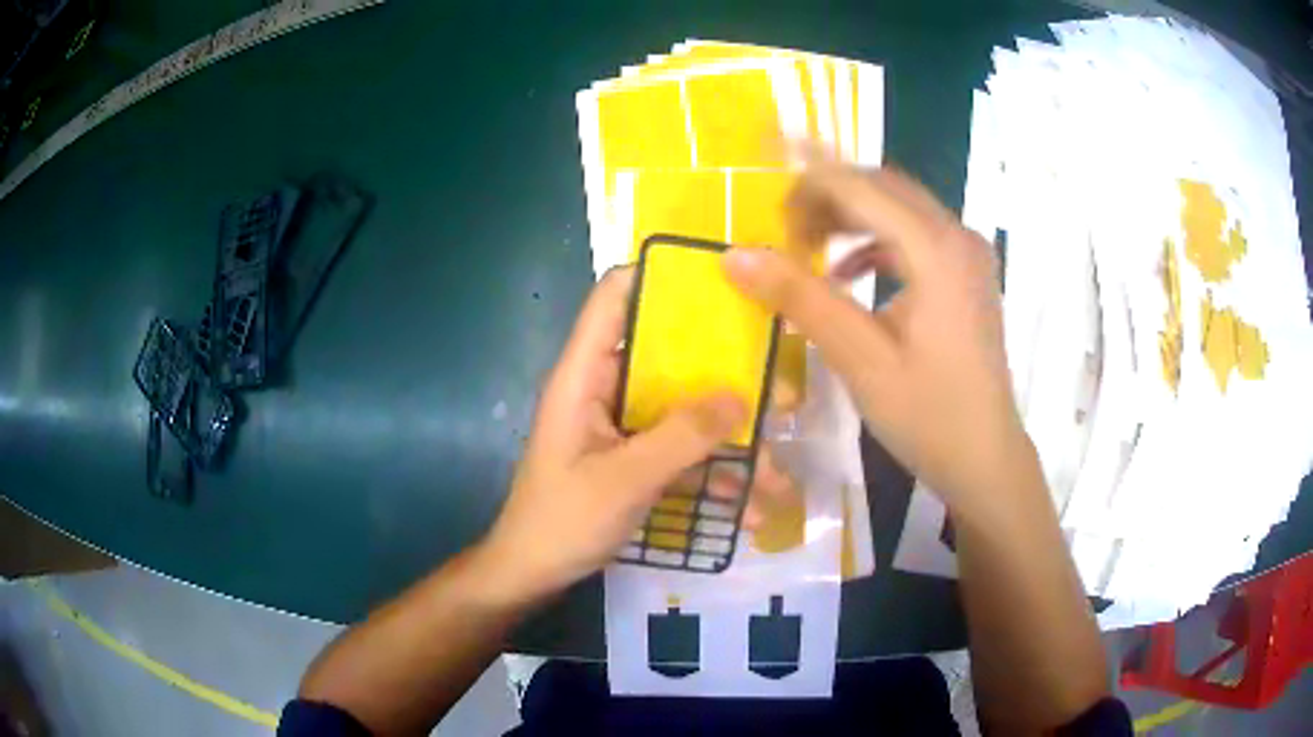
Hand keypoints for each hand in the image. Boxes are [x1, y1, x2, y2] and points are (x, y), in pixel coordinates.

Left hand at [477, 268, 794, 604]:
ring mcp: (622, 427)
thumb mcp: (624, 480)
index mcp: (585, 375)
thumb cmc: (562, 522)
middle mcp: (605, 389)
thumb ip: (682, 436)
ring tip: (777, 480)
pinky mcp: (634, 460)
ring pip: (685, 413)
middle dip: (726, 377)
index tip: (722, 281)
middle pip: (669, 358)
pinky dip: (714, 475)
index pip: (615, 297)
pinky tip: (750, 509)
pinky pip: (682, 452)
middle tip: (780, 394)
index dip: (660, 277)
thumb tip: (741, 394)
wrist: (532, 575)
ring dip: (730, 444)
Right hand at [724, 150, 1033, 518]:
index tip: (759, 158)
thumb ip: (800, 298)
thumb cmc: (929, 416)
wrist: (986, 459)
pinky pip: (912, 236)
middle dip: (825, 192)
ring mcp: (966, 255)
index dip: (806, 169)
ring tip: (805, 245)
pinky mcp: (964, 276)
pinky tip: (846, 271)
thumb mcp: (859, 359)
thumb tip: (734, 255)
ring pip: (897, 207)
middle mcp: (957, 237)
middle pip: (881, 186)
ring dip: (848, 214)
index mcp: (936, 249)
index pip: (860, 184)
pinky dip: (874, 240)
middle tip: (779, 226)